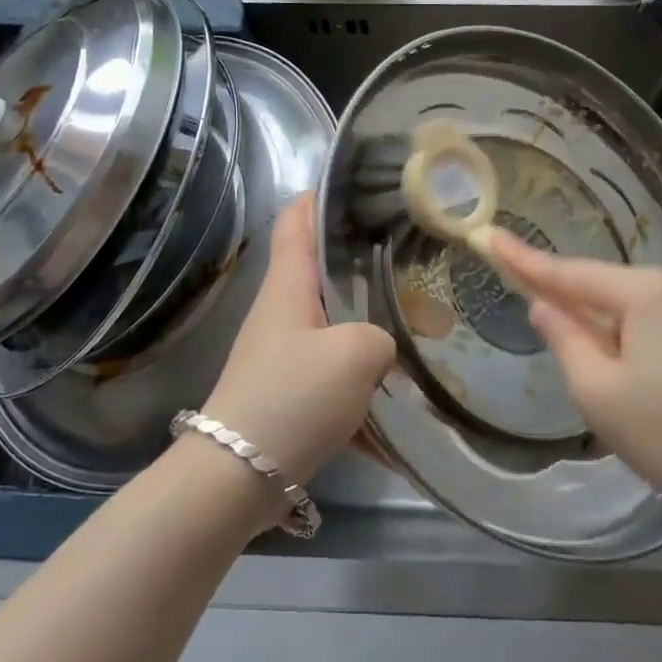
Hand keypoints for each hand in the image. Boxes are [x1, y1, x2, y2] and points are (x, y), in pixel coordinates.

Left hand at [202, 193, 394, 487]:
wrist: (236, 478)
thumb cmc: (292, 397)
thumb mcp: (355, 355)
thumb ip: (382, 336)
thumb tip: (383, 346)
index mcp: (289, 284)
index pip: (297, 217)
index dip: (322, 193)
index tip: (362, 183)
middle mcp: (283, 309)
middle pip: (324, 269)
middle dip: (368, 262)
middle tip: (416, 261)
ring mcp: (284, 351)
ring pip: (337, 322)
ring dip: (375, 325)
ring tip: (425, 330)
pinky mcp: (290, 391)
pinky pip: (337, 374)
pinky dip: (366, 384)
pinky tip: (403, 409)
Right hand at [484, 230, 661, 526]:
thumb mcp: (601, 392)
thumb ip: (565, 340)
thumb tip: (544, 307)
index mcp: (641, 293)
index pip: (566, 271)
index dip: (523, 258)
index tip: (487, 235)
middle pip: (598, 288)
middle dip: (562, 297)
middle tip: (524, 303)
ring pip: (626, 313)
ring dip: (595, 327)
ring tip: (573, 358)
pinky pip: (651, 330)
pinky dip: (624, 342)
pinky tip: (621, 374)